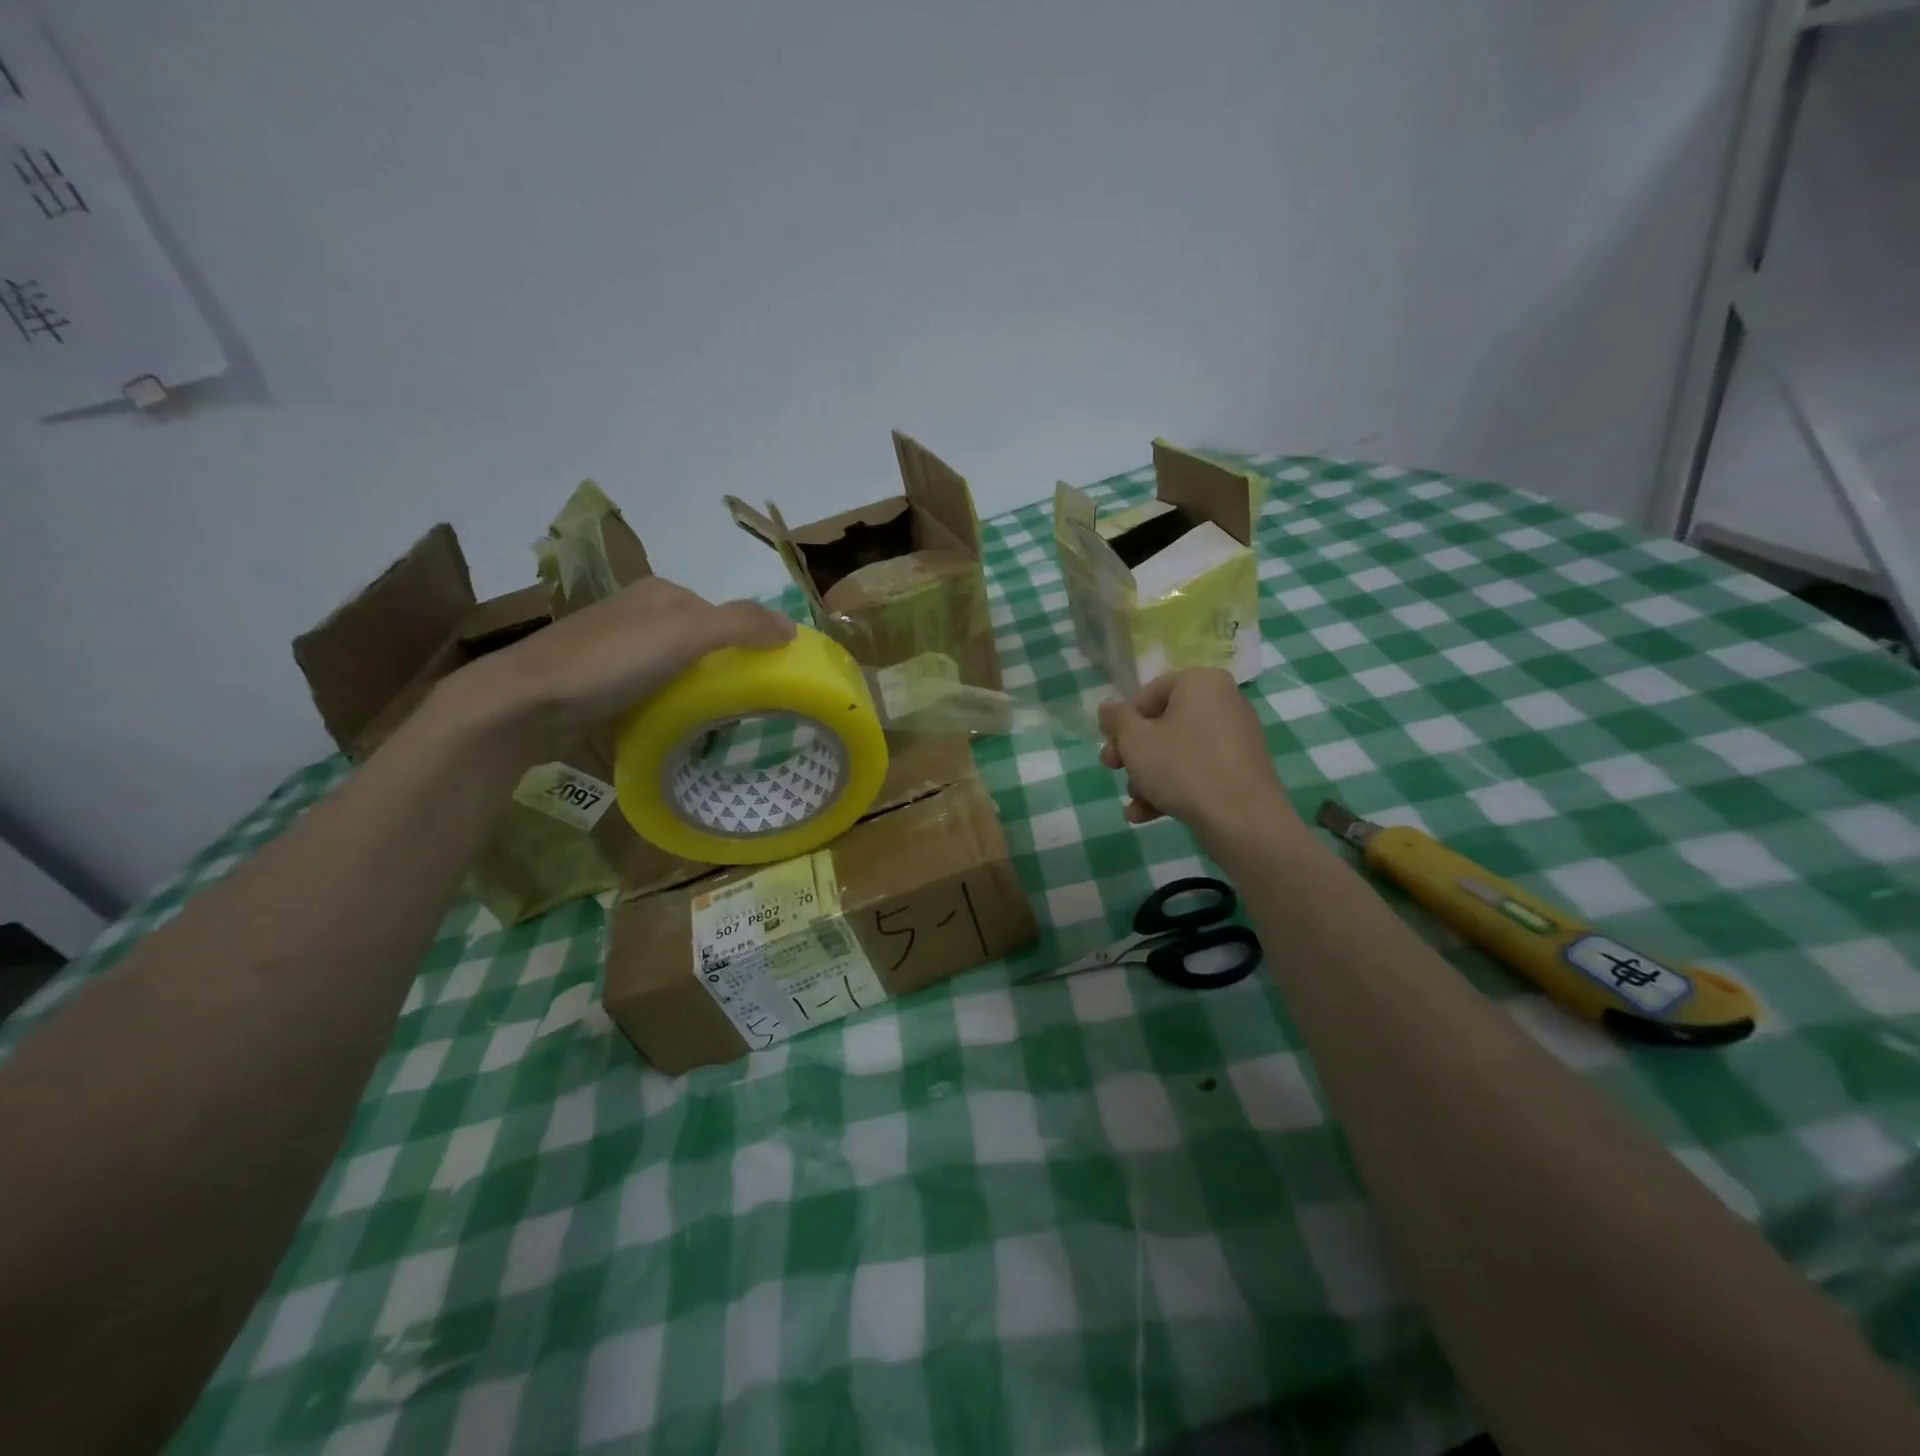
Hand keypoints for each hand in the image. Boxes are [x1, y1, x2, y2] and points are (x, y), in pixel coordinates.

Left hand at [450, 577, 794, 748]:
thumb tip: (792, 629)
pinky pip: (648, 687)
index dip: (747, 644)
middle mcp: (637, 612)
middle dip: (721, 669)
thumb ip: (742, 625)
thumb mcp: (686, 635)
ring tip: (710, 722)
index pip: (722, 614)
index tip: (764, 680)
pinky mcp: (595, 679)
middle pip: (699, 641)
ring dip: (694, 689)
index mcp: (661, 593)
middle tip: (740, 707)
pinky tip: (668, 724)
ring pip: (673, 666)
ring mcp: (613, 646)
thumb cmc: (611, 661)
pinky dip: (665, 703)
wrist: (525, 700)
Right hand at [1098, 669, 1298, 841]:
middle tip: (1112, 769)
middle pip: (1163, 724)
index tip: (1111, 744)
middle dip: (1133, 753)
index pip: (1151, 692)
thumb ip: (1116, 719)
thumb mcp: (1135, 740)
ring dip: (1147, 776)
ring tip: (1133, 802)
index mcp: (1202, 683)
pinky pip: (1197, 772)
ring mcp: (1235, 740)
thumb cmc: (1182, 767)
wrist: (1242, 820)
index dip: (1124, 720)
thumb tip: (1108, 707)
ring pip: (1177, 752)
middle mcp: (1224, 704)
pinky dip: (1171, 789)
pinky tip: (1145, 815)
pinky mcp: (1240, 772)